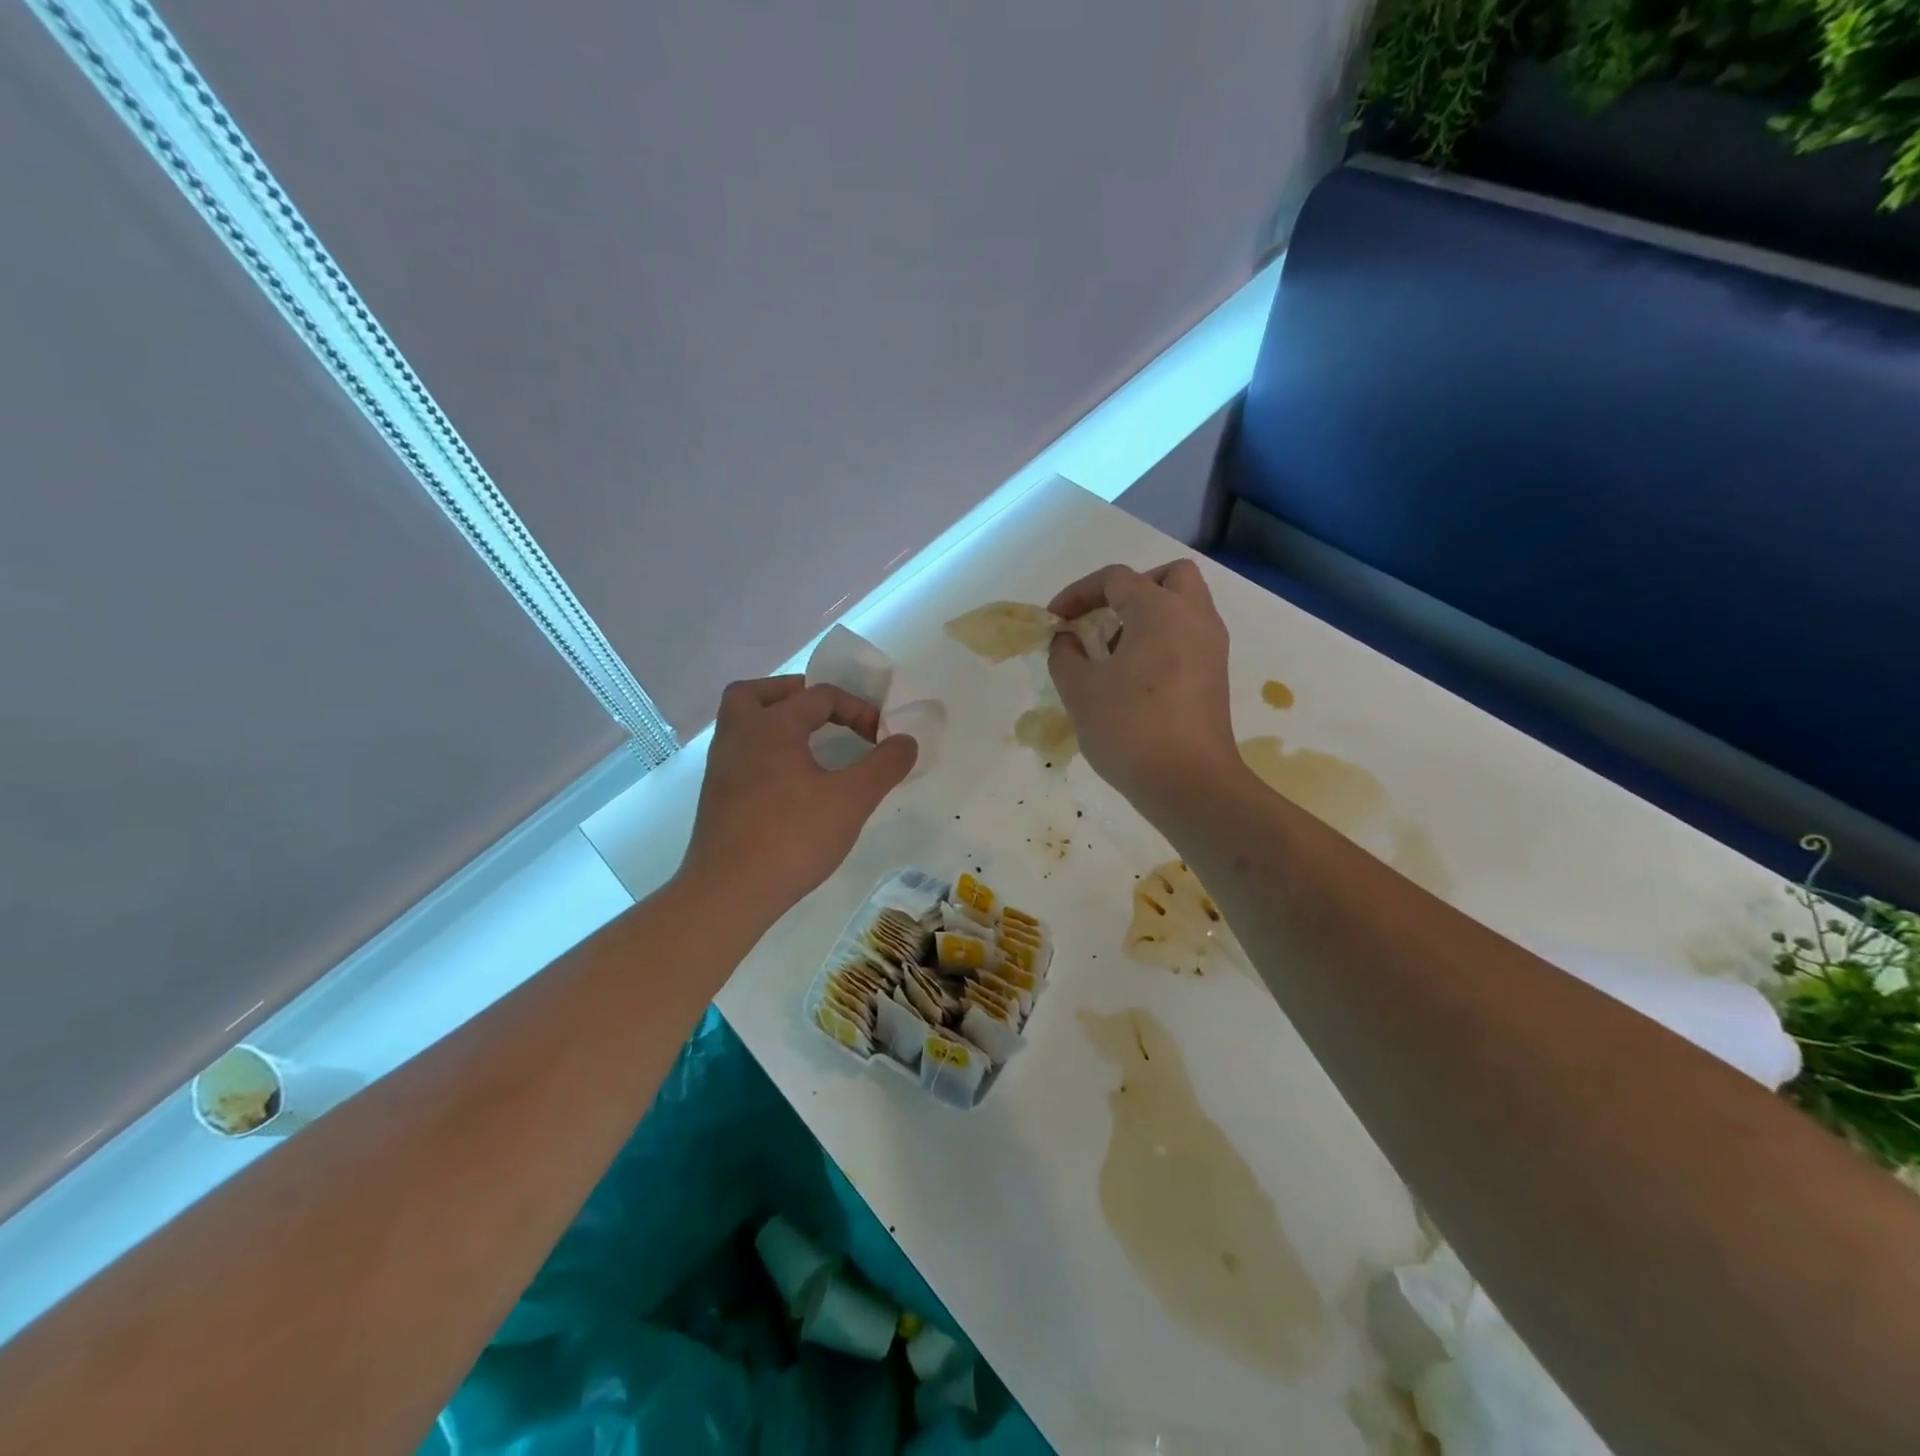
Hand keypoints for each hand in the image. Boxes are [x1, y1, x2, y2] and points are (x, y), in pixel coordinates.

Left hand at [682, 676, 917, 920]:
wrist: (729, 893)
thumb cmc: (793, 837)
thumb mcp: (852, 799)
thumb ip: (884, 765)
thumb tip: (906, 740)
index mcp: (771, 725)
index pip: (819, 697)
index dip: (858, 710)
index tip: (881, 739)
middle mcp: (739, 736)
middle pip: (756, 694)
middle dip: (792, 694)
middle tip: (822, 712)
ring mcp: (721, 767)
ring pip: (742, 724)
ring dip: (774, 722)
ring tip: (808, 742)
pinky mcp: (716, 797)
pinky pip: (740, 754)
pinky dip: (765, 751)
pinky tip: (789, 780)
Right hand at [1048, 561, 1238, 808]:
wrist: (1189, 783)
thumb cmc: (1129, 728)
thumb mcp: (1080, 690)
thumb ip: (1065, 655)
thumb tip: (1068, 640)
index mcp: (1160, 610)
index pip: (1116, 578)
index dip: (1078, 592)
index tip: (1055, 620)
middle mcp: (1194, 618)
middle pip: (1168, 577)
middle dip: (1131, 589)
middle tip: (1103, 618)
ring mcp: (1212, 647)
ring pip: (1183, 608)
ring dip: (1148, 616)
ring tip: (1113, 653)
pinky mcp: (1216, 676)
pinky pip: (1189, 637)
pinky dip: (1163, 641)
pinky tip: (1135, 678)